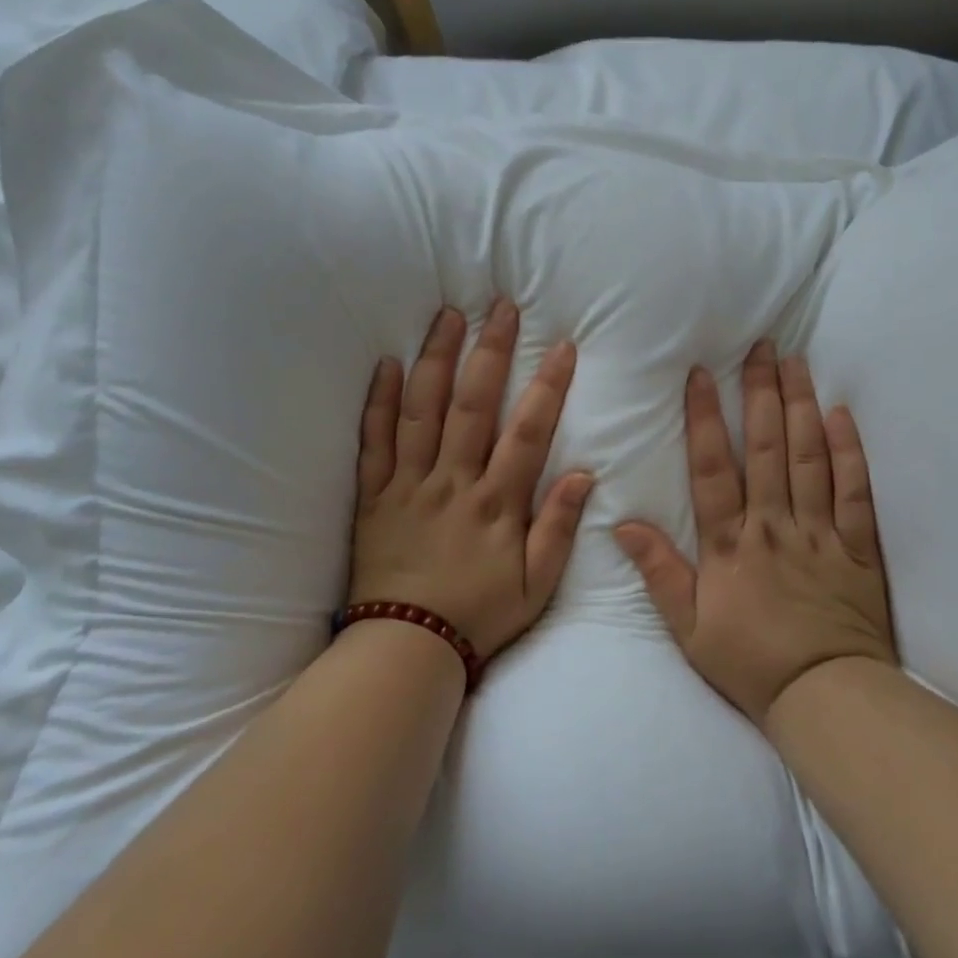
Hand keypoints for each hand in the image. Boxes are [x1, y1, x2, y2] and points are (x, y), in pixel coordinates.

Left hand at [349, 300, 591, 661]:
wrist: (406, 650)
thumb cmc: (479, 615)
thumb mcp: (538, 585)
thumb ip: (559, 527)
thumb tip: (584, 474)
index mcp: (496, 503)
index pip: (528, 431)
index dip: (548, 386)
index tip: (563, 347)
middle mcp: (452, 482)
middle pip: (472, 405)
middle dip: (490, 351)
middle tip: (501, 308)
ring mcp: (408, 485)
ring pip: (422, 411)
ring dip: (436, 359)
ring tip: (448, 316)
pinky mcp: (373, 497)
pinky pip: (374, 442)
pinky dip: (380, 402)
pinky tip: (387, 365)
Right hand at [614, 342, 895, 727]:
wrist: (824, 697)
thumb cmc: (750, 663)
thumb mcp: (689, 628)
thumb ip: (659, 572)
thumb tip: (622, 523)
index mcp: (730, 545)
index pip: (712, 469)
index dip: (704, 418)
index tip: (702, 375)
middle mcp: (774, 526)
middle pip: (765, 448)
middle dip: (761, 393)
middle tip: (762, 347)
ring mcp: (819, 532)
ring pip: (808, 457)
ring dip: (801, 407)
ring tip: (797, 364)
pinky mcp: (856, 546)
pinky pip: (854, 491)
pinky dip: (849, 451)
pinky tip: (841, 415)